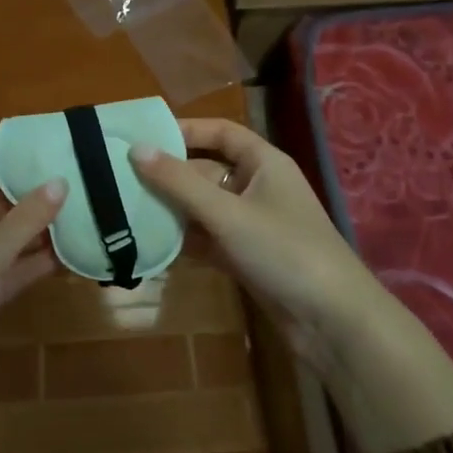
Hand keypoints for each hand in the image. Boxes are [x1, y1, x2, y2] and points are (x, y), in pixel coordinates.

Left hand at [0, 159, 64, 452]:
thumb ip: (24, 220)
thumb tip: (59, 182)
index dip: (0, 166)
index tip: (40, 157)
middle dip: (25, 200)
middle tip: (71, 185)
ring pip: (1, 243)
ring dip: (34, 234)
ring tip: (78, 216)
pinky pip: (7, 273)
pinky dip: (32, 265)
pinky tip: (67, 258)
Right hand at [132, 120, 452, 452]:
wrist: (331, 322)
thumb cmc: (283, 250)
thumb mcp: (227, 212)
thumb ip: (179, 182)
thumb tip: (136, 149)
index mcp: (264, 163)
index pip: (221, 132)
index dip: (185, 130)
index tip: (143, 136)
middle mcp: (257, 187)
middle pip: (206, 171)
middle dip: (169, 175)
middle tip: (120, 177)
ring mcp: (251, 224)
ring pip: (203, 207)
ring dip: (171, 209)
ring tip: (125, 209)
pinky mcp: (245, 257)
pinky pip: (207, 239)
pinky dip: (183, 240)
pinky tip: (149, 244)